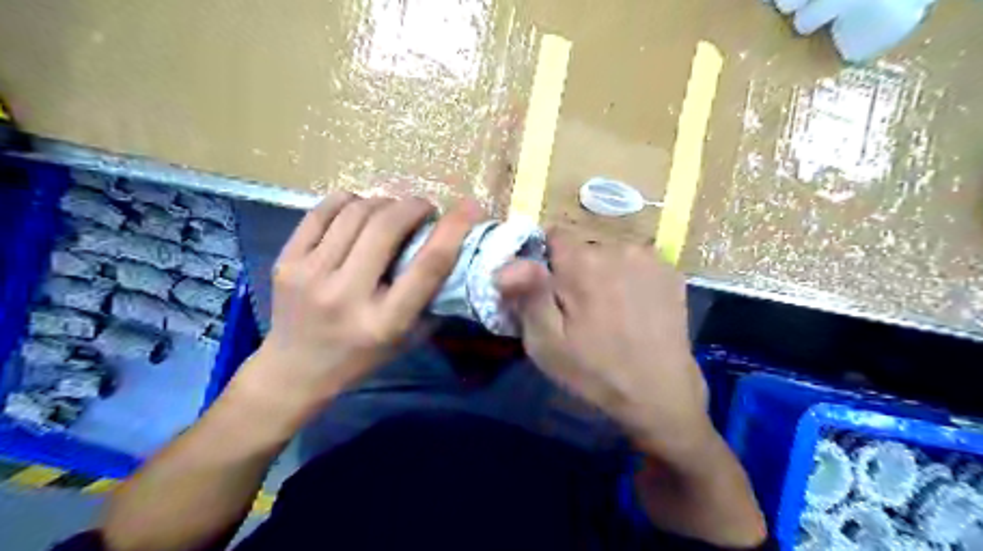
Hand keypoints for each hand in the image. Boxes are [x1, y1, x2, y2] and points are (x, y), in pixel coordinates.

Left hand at [240, 194, 481, 411]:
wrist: (295, 370)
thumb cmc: (361, 357)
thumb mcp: (408, 339)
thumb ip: (433, 300)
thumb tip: (455, 251)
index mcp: (384, 322)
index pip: (427, 266)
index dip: (453, 231)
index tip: (470, 208)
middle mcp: (346, 296)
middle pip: (386, 228)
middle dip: (413, 206)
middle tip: (424, 209)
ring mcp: (310, 275)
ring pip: (355, 213)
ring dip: (383, 203)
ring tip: (392, 212)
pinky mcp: (285, 261)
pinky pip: (321, 212)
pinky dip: (348, 201)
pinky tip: (359, 209)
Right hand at [500, 231, 715, 465]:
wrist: (661, 395)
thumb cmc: (596, 372)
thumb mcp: (547, 344)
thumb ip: (527, 296)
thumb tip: (507, 263)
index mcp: (583, 263)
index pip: (552, 234)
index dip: (546, 260)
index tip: (550, 291)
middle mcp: (618, 247)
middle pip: (583, 247)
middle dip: (574, 270)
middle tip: (580, 311)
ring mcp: (650, 258)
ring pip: (610, 254)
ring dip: (604, 273)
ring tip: (610, 312)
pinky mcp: (671, 272)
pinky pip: (637, 264)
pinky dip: (630, 278)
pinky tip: (636, 309)